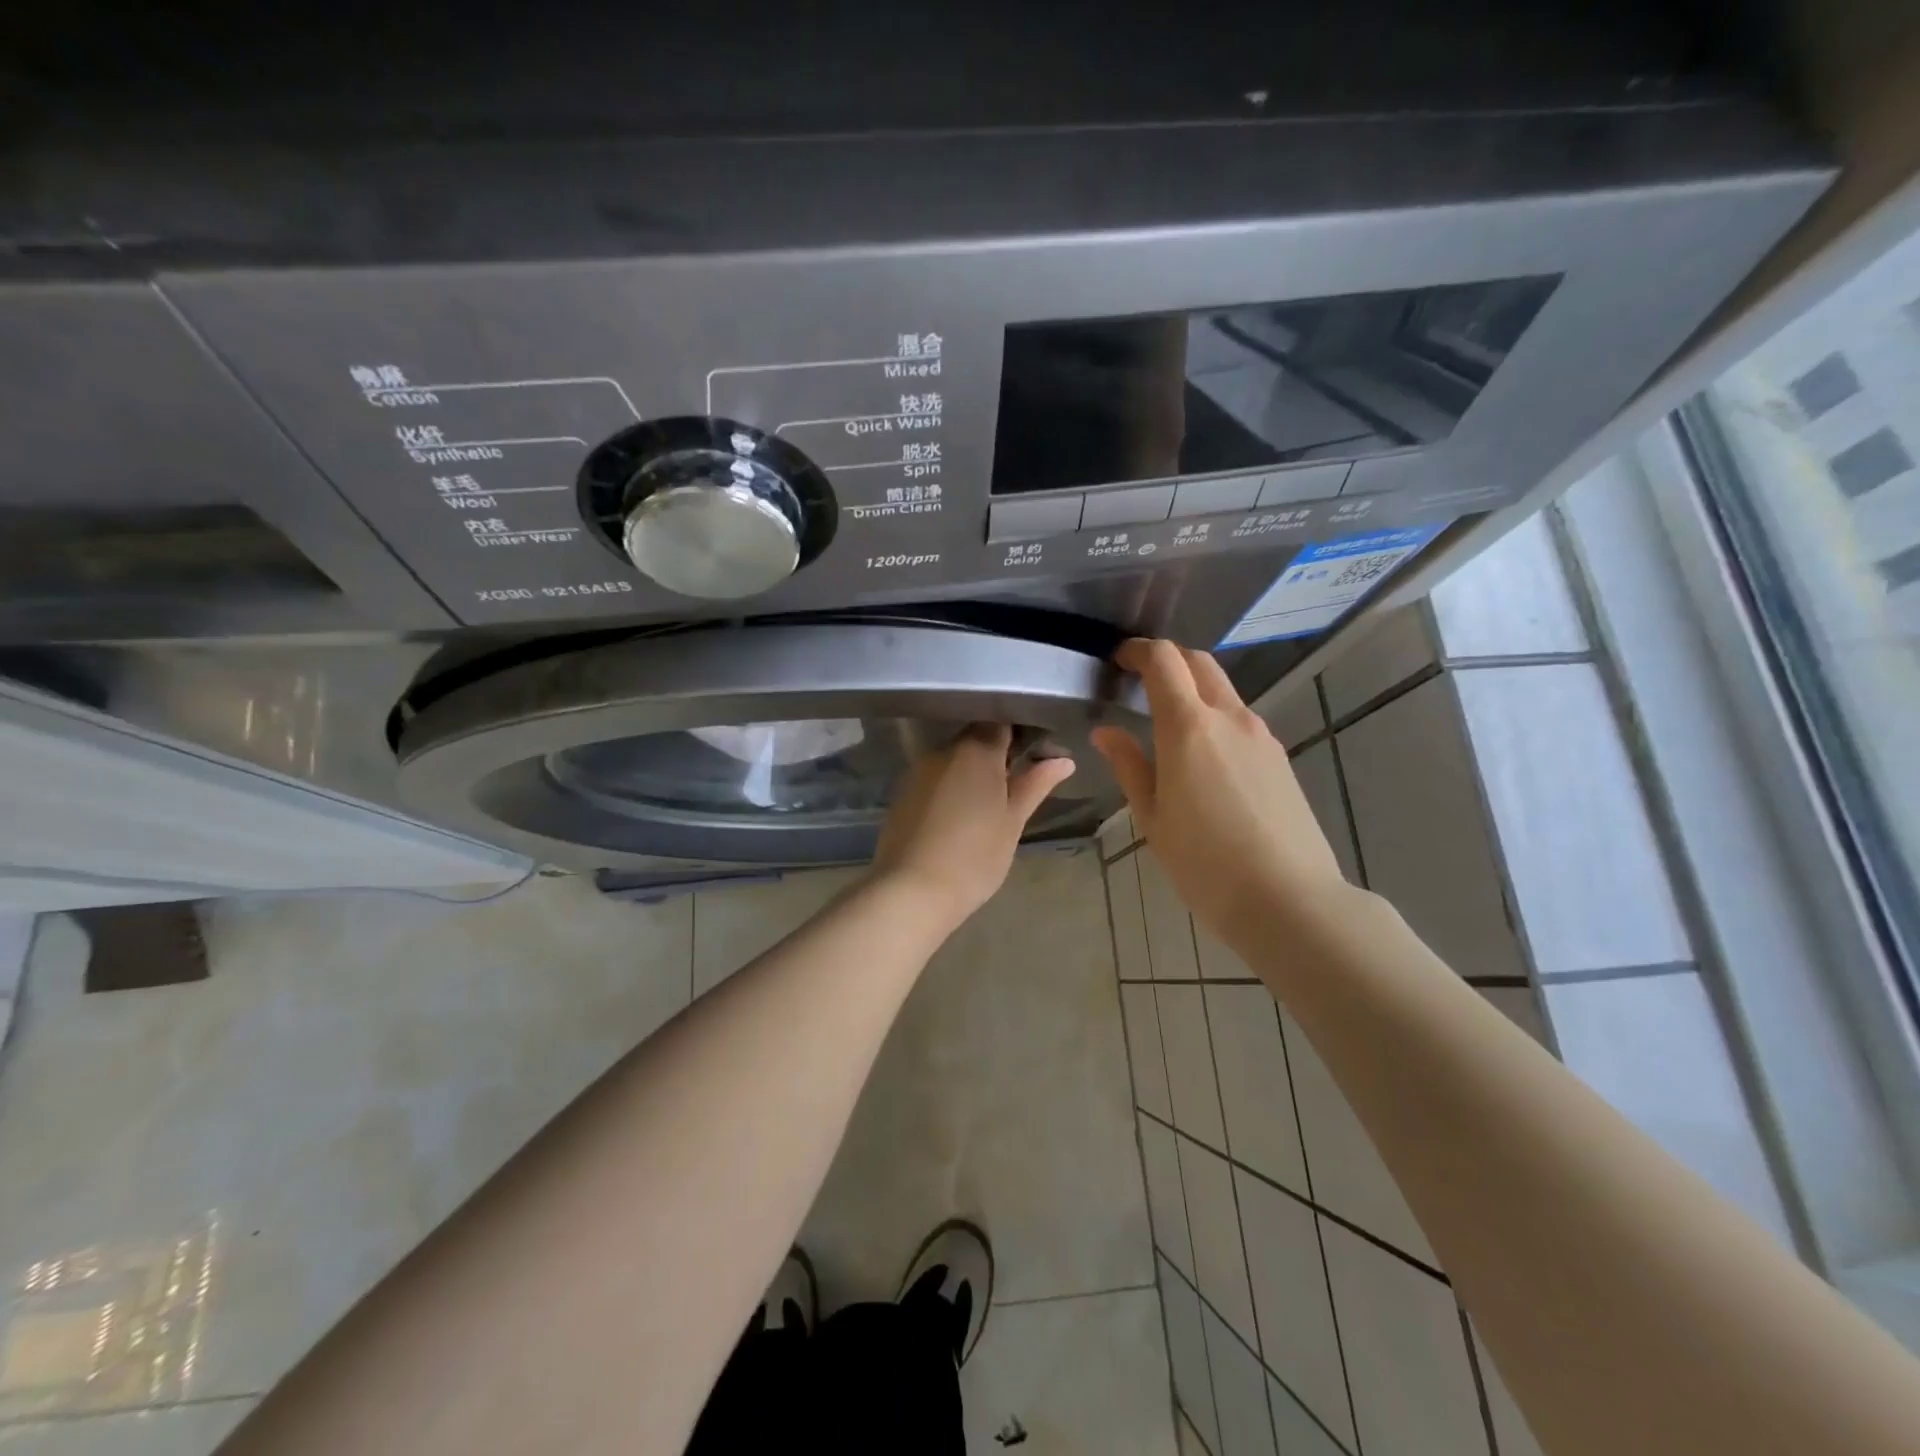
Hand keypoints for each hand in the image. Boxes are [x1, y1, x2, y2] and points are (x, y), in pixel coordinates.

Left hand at [870, 723, 1076, 928]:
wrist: (912, 891)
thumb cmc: (974, 856)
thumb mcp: (1013, 821)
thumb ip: (1035, 785)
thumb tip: (1063, 760)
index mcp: (976, 750)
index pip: (1001, 722)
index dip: (1020, 733)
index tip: (1035, 754)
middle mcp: (943, 751)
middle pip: (975, 739)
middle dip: (996, 756)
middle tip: (1016, 785)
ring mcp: (918, 771)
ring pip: (953, 761)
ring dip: (971, 774)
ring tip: (988, 805)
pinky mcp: (902, 793)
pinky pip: (934, 780)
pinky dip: (949, 789)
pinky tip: (958, 816)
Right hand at [1091, 639, 1351, 942]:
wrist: (1288, 898)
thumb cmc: (1204, 862)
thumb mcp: (1152, 817)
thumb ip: (1128, 766)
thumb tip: (1107, 732)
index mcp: (1188, 727)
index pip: (1164, 660)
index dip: (1139, 650)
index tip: (1120, 660)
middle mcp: (1229, 718)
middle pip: (1199, 663)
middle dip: (1168, 660)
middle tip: (1141, 681)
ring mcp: (1261, 736)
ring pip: (1223, 691)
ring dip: (1194, 690)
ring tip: (1168, 724)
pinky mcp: (1279, 758)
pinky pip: (1241, 721)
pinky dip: (1215, 718)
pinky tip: (1204, 758)